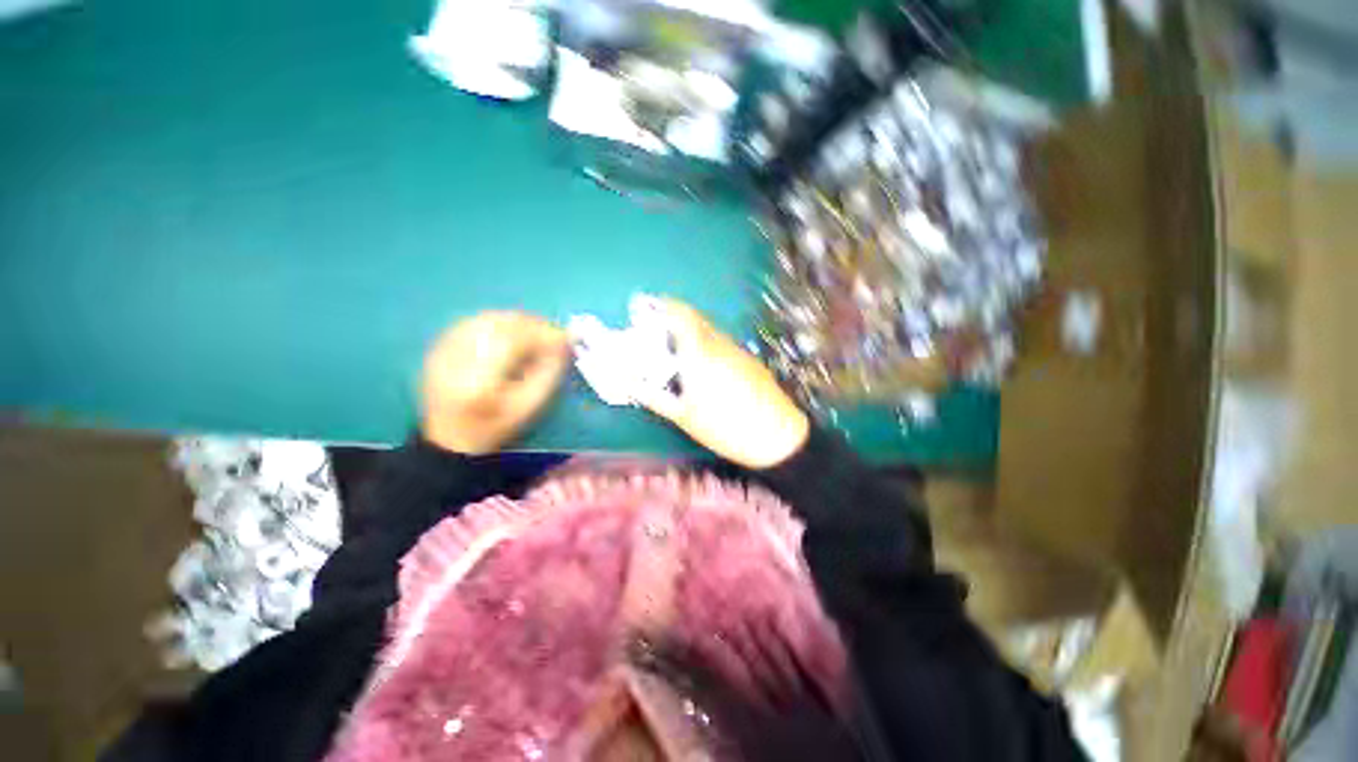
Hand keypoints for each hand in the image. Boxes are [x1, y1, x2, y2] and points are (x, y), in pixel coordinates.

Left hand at [420, 312, 568, 454]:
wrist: (450, 437)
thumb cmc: (497, 426)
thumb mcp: (530, 405)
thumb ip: (549, 371)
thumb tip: (565, 342)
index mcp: (478, 380)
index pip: (513, 340)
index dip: (543, 333)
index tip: (566, 337)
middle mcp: (455, 358)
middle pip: (499, 324)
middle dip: (532, 324)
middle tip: (553, 334)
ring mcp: (443, 349)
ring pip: (487, 318)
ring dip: (517, 322)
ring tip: (535, 334)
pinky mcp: (440, 345)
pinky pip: (475, 322)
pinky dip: (499, 323)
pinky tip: (512, 335)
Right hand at [637, 299, 808, 468]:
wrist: (776, 435)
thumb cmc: (723, 427)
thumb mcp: (683, 416)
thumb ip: (654, 397)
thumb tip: (630, 385)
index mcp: (699, 354)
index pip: (681, 315)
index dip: (664, 305)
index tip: (649, 306)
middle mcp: (719, 345)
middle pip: (696, 318)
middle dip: (676, 317)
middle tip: (659, 330)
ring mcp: (737, 351)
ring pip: (711, 331)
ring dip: (693, 333)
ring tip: (680, 353)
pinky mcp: (750, 360)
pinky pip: (724, 344)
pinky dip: (709, 345)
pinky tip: (707, 368)